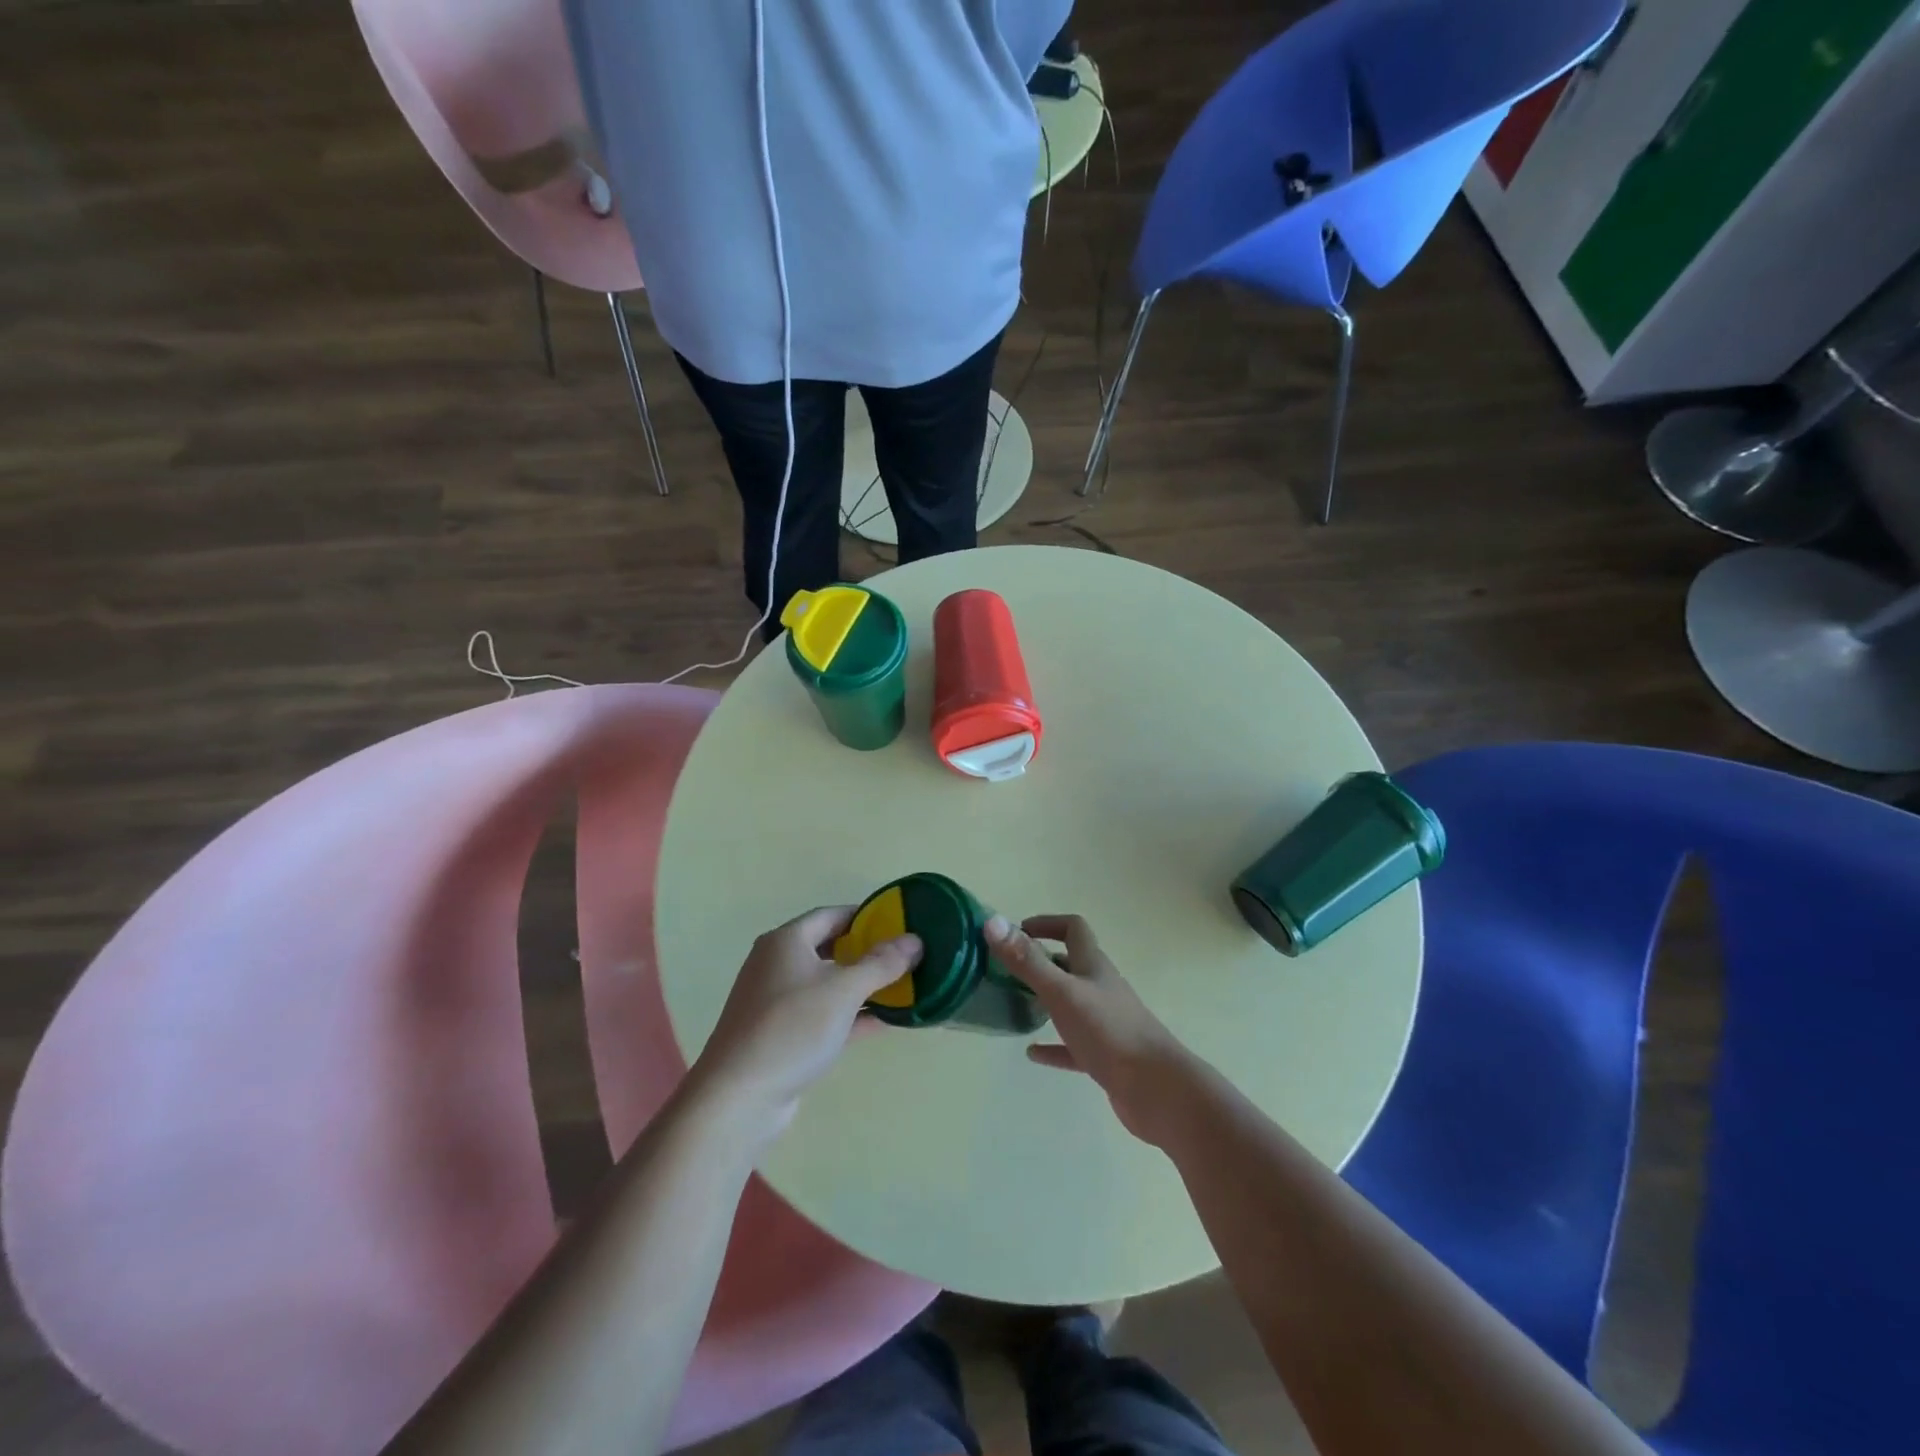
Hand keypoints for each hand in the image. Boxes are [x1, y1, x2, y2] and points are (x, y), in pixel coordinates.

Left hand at [692, 906, 920, 1136]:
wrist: (738, 1098)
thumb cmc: (791, 1028)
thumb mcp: (843, 990)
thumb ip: (881, 964)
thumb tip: (915, 940)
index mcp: (786, 942)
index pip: (832, 915)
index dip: (866, 916)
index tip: (899, 923)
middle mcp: (777, 965)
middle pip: (828, 947)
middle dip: (865, 951)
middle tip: (903, 955)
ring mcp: (776, 1003)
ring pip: (826, 984)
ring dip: (860, 985)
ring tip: (901, 986)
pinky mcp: (781, 1036)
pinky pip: (822, 1014)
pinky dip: (850, 1014)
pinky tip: (882, 1021)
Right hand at [985, 914, 1190, 1144]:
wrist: (1157, 1090)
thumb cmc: (1109, 1032)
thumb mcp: (1061, 992)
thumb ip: (1027, 960)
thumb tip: (992, 922)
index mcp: (1093, 966)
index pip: (1073, 929)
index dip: (1047, 924)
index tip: (1017, 931)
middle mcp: (1101, 988)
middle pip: (1072, 964)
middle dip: (1042, 961)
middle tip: (1009, 968)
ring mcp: (1105, 1023)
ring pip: (1072, 1003)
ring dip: (1047, 1000)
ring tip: (1016, 1004)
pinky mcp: (1105, 1057)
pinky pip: (1073, 1046)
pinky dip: (1053, 1046)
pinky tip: (1032, 1053)